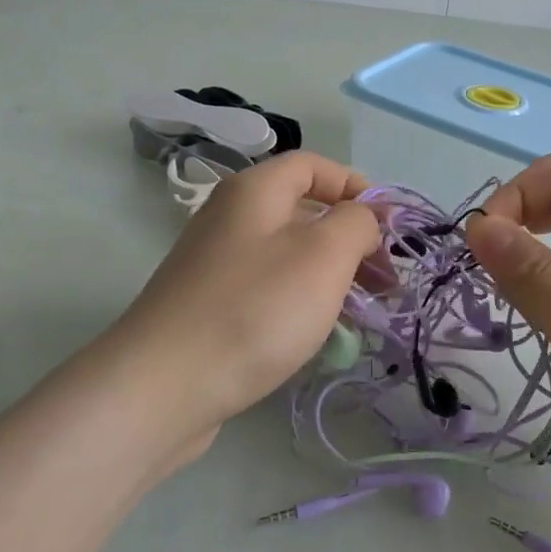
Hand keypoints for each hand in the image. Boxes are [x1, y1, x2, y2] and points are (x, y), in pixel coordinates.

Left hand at [108, 151, 380, 451]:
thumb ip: (355, 223)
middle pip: (303, 211)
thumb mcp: (323, 255)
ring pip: (288, 255)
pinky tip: (320, 334)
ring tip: (363, 311)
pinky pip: (268, 289)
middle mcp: (231, 218)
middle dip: (351, 239)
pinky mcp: (210, 307)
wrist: (163, 386)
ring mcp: (216, 264)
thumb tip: (362, 218)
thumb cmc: (254, 309)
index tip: (387, 226)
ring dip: (331, 275)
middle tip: (385, 279)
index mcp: (254, 191)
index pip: (313, 165)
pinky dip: (301, 301)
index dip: (355, 185)